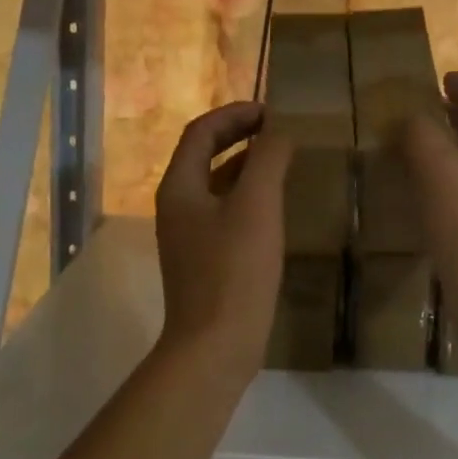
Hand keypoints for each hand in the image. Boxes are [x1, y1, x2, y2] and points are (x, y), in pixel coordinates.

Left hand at [154, 102, 293, 378]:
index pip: (201, 131)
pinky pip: (223, 210)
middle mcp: (176, 204)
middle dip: (238, 135)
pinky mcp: (203, 258)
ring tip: (281, 160)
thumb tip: (279, 130)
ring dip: (244, 164)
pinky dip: (246, 194)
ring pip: (215, 183)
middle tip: (277, 129)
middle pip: (203, 154)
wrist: (214, 346)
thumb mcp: (257, 206)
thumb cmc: (234, 270)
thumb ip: (268, 159)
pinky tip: (274, 205)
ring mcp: (187, 234)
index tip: (272, 112)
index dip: (235, 113)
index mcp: (180, 186)